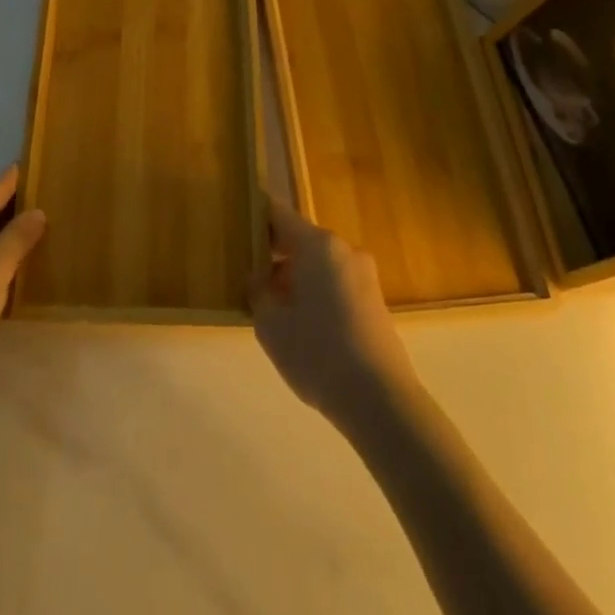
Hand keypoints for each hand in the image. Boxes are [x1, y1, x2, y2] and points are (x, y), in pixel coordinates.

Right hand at [250, 196, 415, 432]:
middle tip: (247, 275)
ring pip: (318, 262)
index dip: (255, 218)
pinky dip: (314, 291)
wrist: (378, 399)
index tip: (235, 229)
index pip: (278, 215)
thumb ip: (257, 291)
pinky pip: (334, 281)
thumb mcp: (269, 323)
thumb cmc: (316, 352)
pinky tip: (301, 323)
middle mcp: (343, 249)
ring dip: (294, 276)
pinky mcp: (373, 298)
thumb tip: (258, 277)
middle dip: (273, 254)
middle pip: (300, 239)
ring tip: (271, 306)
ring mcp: (363, 273)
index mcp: (317, 244)